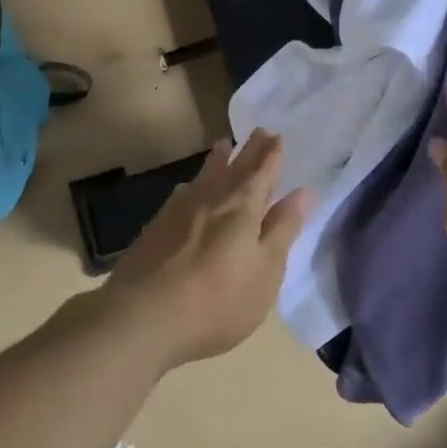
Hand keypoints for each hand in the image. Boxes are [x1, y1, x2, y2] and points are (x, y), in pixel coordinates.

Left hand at [99, 131, 310, 369]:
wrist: (143, 317)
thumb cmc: (218, 300)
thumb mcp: (265, 270)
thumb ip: (282, 229)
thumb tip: (303, 192)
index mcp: (243, 207)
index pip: (262, 172)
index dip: (271, 154)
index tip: (277, 135)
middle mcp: (211, 199)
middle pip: (235, 168)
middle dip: (250, 150)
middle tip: (259, 130)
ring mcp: (179, 211)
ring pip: (205, 176)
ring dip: (218, 160)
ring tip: (224, 145)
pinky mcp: (156, 228)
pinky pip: (181, 193)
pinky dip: (192, 184)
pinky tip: (187, 188)